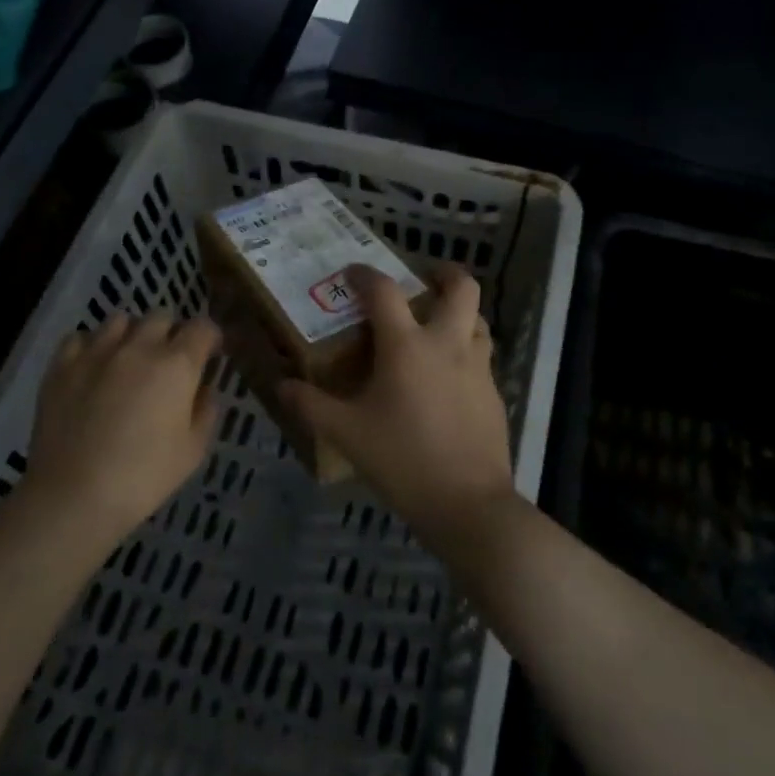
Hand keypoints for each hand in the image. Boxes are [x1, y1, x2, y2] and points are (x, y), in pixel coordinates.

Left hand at [27, 312, 221, 542]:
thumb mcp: (192, 452)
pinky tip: (92, 366)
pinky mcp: (62, 365)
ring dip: (131, 334)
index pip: (202, 328)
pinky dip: (91, 346)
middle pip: (162, 316)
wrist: (74, 496)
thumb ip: (206, 411)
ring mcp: (97, 352)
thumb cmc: (143, 478)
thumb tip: (205, 388)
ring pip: (121, 320)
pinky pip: (80, 337)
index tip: (209, 355)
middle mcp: (139, 346)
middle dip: (171, 333)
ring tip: (128, 359)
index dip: (209, 338)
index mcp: (177, 365)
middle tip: (168, 361)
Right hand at [280, 265, 516, 552]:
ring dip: (459, 312)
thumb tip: (281, 385)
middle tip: (423, 279)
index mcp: (407, 345)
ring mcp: (477, 367)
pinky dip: (466, 350)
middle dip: (444, 273)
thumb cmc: (402, 459)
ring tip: (437, 325)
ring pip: (478, 319)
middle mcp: (447, 343)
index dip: (365, 275)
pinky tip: (448, 377)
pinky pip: (482, 356)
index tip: (352, 272)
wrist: (468, 503)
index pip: (384, 291)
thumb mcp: (347, 433)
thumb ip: (311, 405)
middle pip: (461, 287)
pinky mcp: (493, 392)